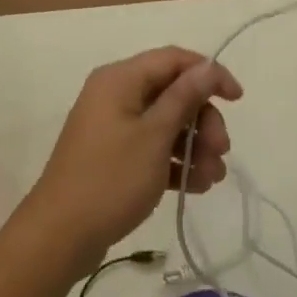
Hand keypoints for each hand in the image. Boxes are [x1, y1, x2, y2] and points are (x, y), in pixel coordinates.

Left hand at [19, 48, 241, 274]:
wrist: (59, 236)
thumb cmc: (110, 178)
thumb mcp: (154, 136)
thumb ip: (184, 98)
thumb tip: (207, 66)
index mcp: (120, 79)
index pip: (174, 60)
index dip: (209, 74)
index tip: (237, 99)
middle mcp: (116, 95)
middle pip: (173, 93)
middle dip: (202, 120)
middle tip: (221, 151)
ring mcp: (113, 127)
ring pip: (166, 123)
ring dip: (194, 145)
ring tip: (212, 178)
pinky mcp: (113, 156)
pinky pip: (152, 147)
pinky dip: (175, 162)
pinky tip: (197, 186)